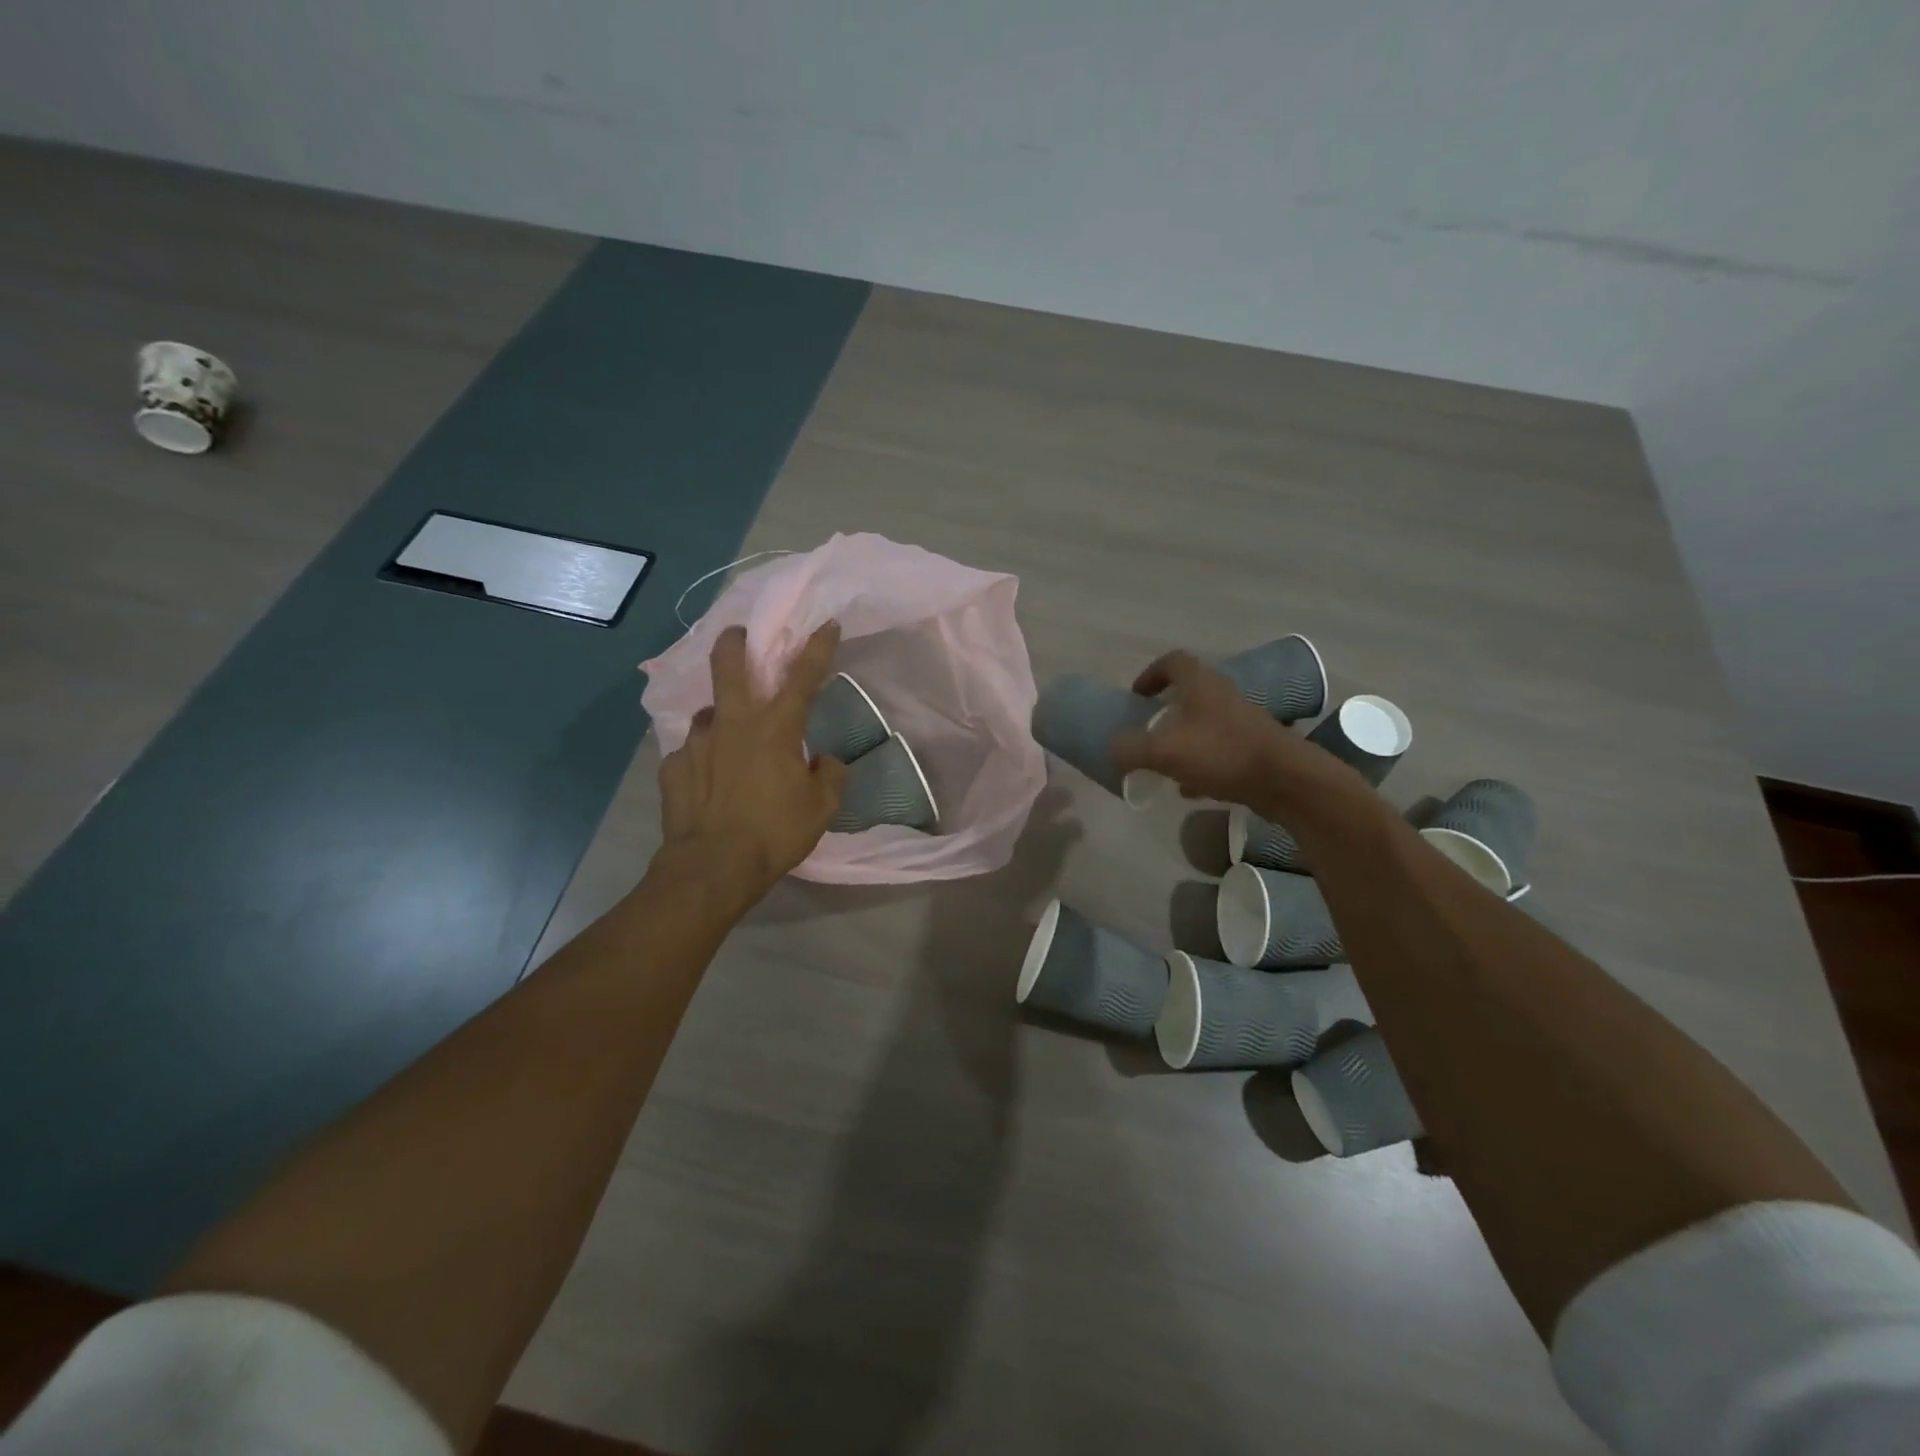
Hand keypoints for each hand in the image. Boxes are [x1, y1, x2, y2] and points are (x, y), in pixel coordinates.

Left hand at [655, 622, 848, 905]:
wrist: (714, 867)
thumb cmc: (775, 832)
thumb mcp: (821, 807)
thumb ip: (830, 775)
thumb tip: (824, 762)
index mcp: (776, 728)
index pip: (803, 677)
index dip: (817, 647)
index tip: (826, 624)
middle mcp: (733, 723)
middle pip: (728, 665)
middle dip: (734, 642)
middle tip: (737, 636)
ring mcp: (696, 742)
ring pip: (708, 713)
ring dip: (721, 719)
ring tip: (727, 743)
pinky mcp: (672, 766)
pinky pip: (691, 753)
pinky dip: (702, 760)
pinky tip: (707, 781)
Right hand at [1109, 650, 1350, 816]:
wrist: (1284, 780)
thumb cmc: (1221, 753)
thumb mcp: (1163, 751)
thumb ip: (1130, 748)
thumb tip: (1113, 749)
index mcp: (1200, 684)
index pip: (1172, 662)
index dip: (1150, 674)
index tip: (1136, 696)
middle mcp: (1222, 695)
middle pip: (1189, 693)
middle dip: (1165, 711)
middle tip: (1147, 730)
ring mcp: (1241, 721)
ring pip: (1204, 723)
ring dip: (1182, 738)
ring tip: (1163, 763)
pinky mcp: (1253, 747)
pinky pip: (1219, 750)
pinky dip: (1201, 764)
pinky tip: (1189, 788)